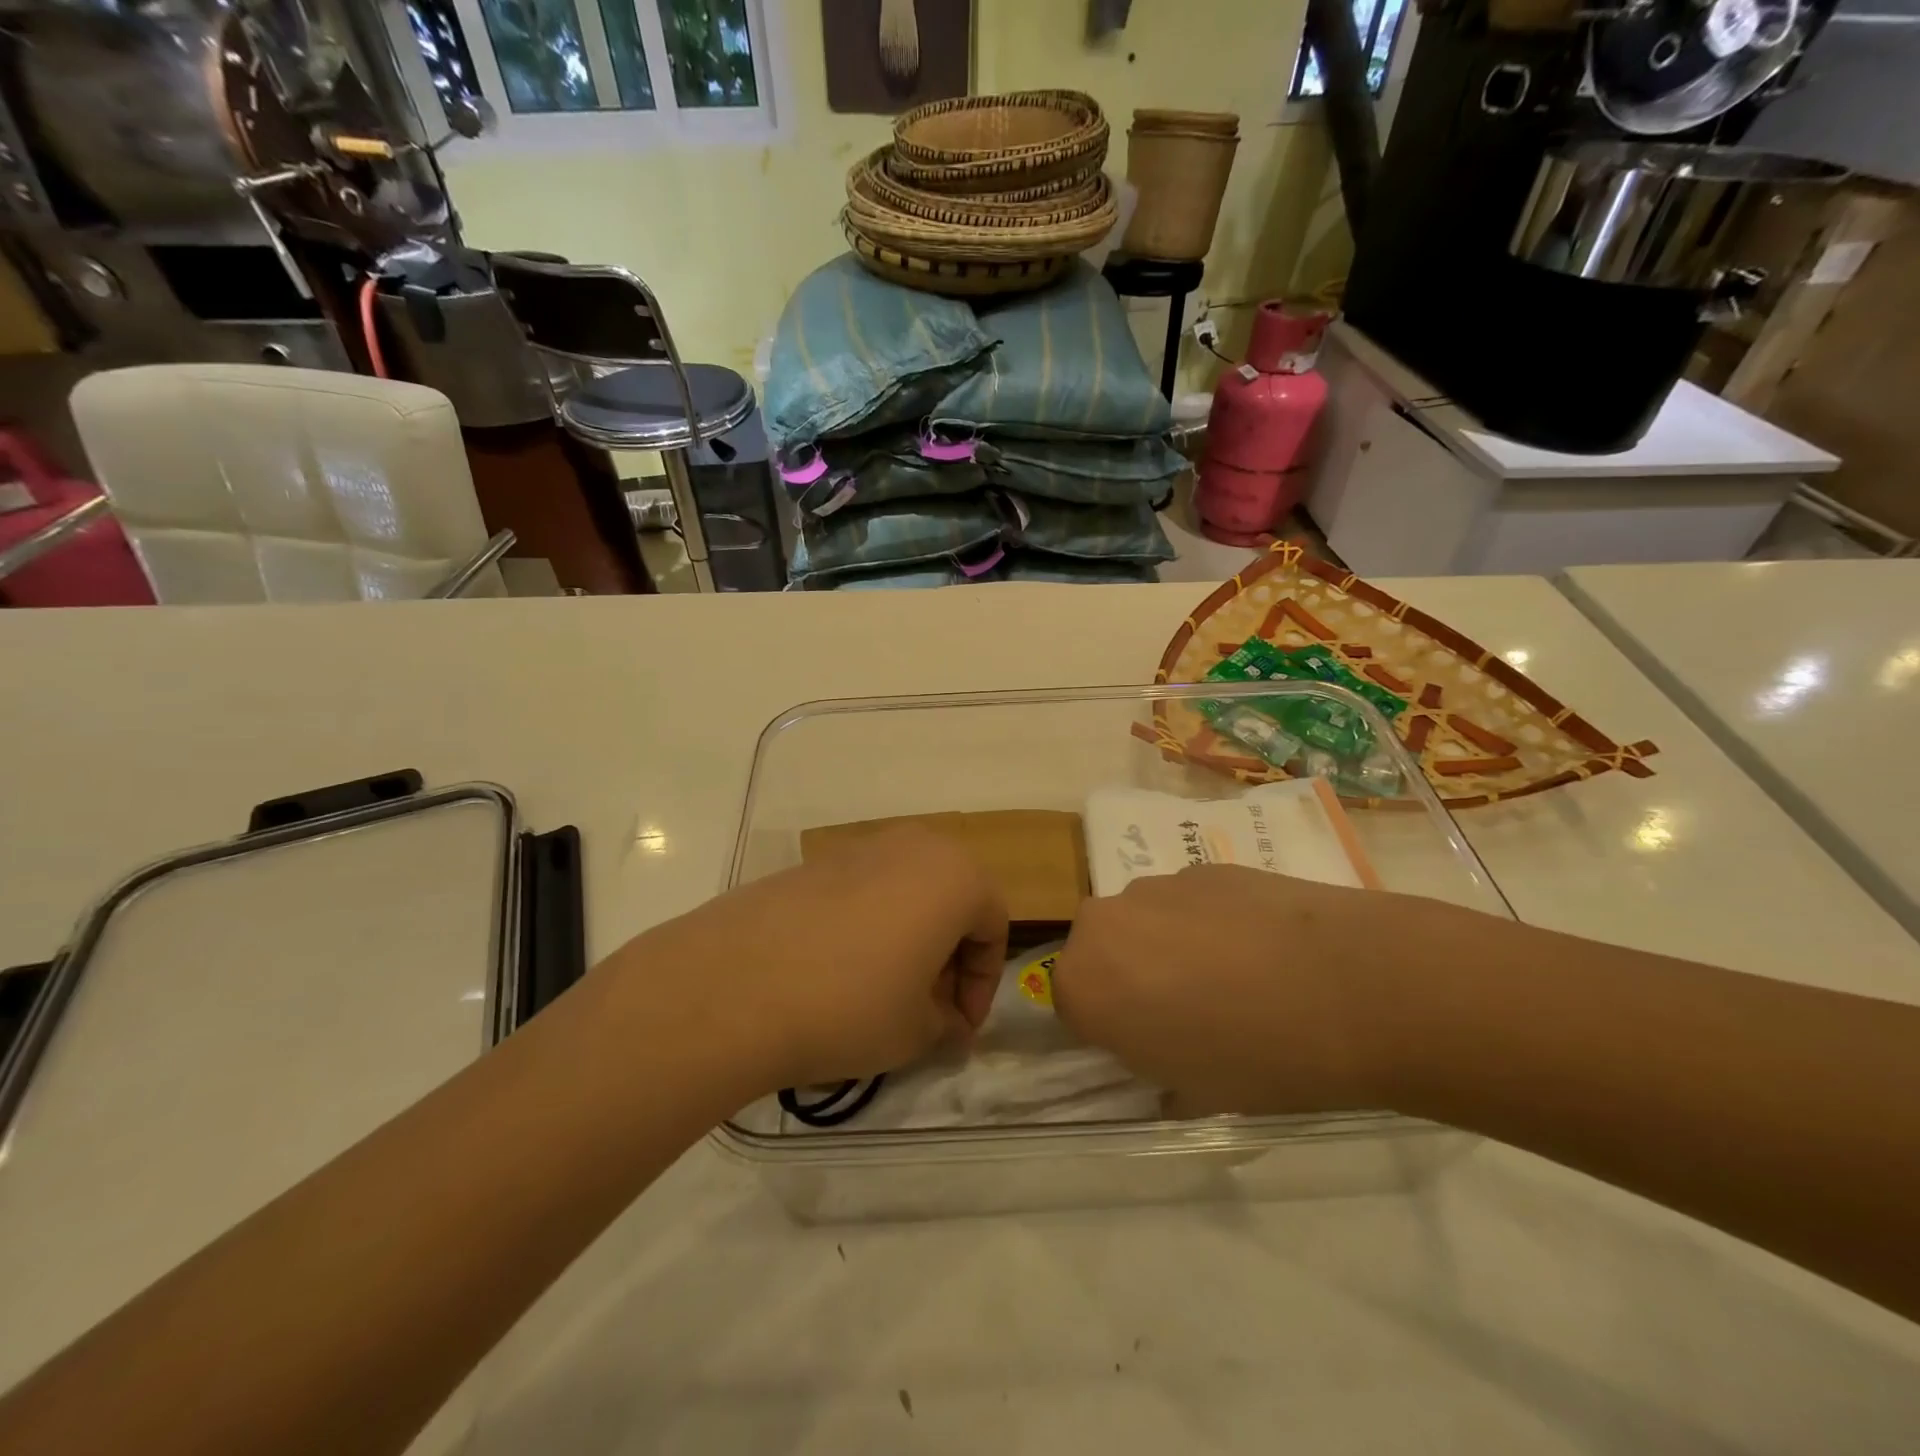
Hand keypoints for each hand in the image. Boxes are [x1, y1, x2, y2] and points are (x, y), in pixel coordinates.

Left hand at [630, 824, 1007, 1091]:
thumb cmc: (850, 1005)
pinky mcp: (812, 863)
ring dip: (909, 938)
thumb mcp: (916, 1031)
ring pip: (906, 892)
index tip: (960, 1026)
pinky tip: (837, 971)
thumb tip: (947, 1021)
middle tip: (929, 1006)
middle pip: (951, 899)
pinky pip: (862, 891)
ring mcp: (858, 848)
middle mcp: (913, 845)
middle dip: (948, 955)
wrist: (733, 985)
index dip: (983, 984)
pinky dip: (867, 927)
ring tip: (883, 991)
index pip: (994, 925)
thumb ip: (946, 1022)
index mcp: (955, 874)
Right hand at [1051, 865, 1420, 1114]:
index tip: (1150, 1050)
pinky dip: (1208, 923)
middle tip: (1189, 1014)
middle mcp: (1104, 922)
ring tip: (1237, 979)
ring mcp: (1156, 885)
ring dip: (1168, 947)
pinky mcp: (1204, 866)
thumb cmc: (1261, 1057)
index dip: (1108, 1032)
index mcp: (1084, 982)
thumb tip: (1160, 1054)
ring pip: (1143, 923)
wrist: (1356, 986)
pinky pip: (1186, 902)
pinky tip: (1263, 949)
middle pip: (1101, 954)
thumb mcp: (1193, 1094)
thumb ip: (1153, 1070)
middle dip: (1130, 980)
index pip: (1071, 1008)